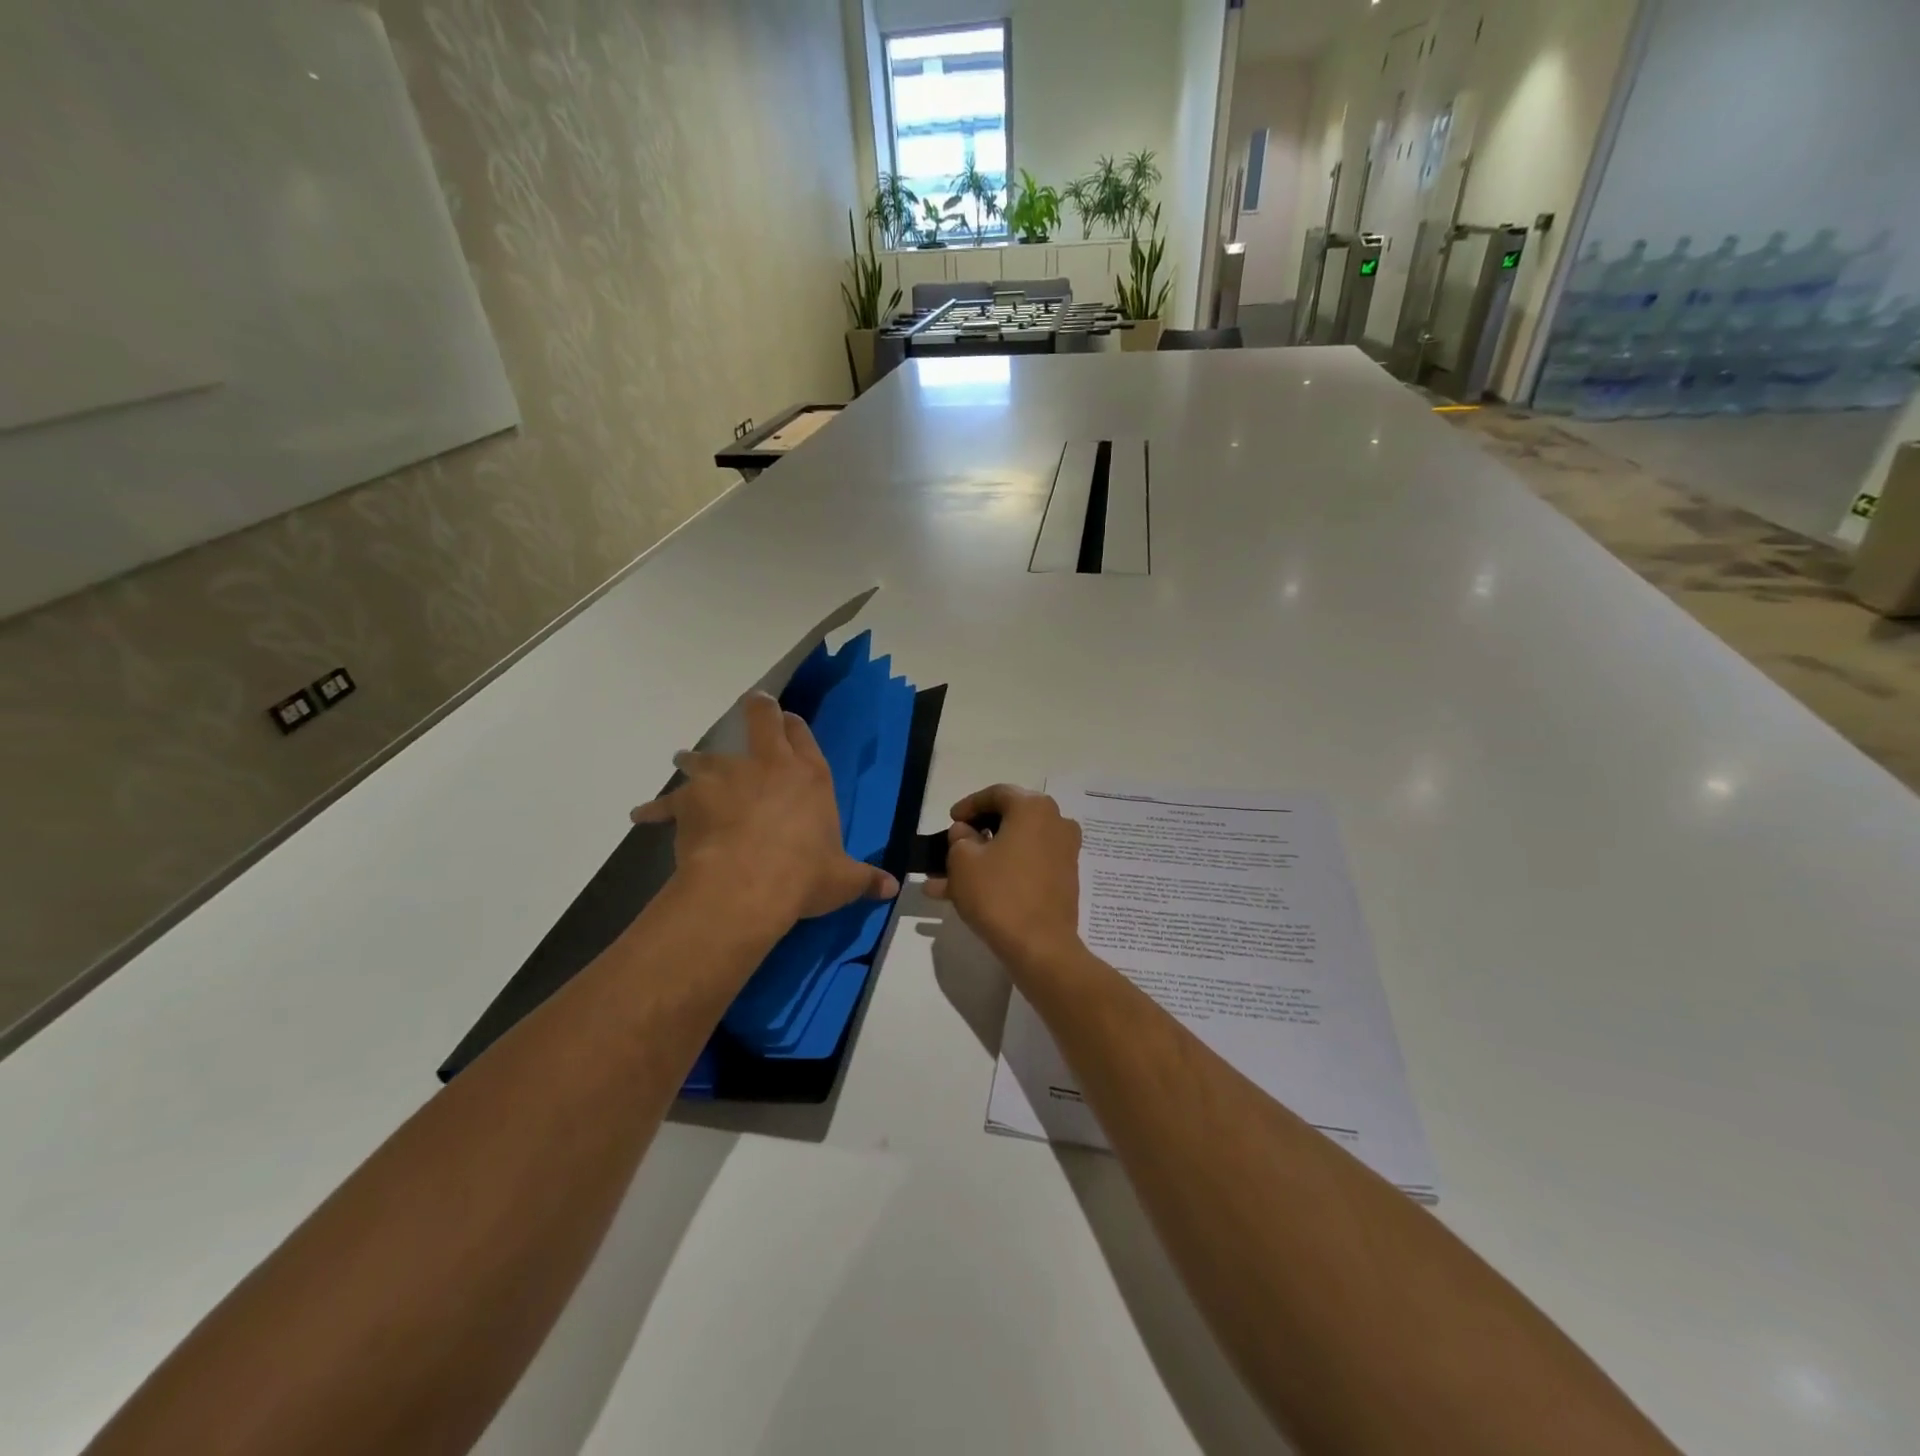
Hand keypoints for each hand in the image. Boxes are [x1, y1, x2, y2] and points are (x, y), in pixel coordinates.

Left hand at [631, 692, 897, 930]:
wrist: (746, 886)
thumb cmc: (803, 875)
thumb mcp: (841, 880)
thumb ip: (865, 879)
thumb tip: (892, 889)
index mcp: (808, 776)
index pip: (802, 734)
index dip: (794, 724)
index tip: (787, 719)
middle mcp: (767, 765)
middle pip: (759, 721)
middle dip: (756, 710)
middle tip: (751, 705)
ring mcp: (724, 778)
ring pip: (705, 754)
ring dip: (696, 757)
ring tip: (685, 758)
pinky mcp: (690, 801)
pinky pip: (667, 801)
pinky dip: (655, 808)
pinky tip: (641, 814)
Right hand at [926, 785, 1082, 974]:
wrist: (1041, 947)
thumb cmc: (999, 893)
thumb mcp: (963, 860)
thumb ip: (959, 838)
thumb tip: (966, 833)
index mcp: (1033, 807)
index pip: (996, 794)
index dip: (968, 805)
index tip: (950, 820)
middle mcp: (1055, 822)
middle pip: (1006, 821)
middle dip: (973, 837)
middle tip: (949, 849)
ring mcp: (1062, 852)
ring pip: (1012, 849)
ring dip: (980, 861)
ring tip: (945, 882)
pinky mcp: (1063, 879)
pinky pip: (1024, 867)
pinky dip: (999, 874)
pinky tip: (966, 895)